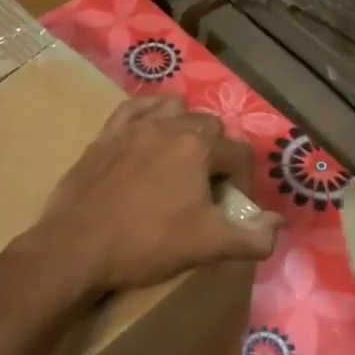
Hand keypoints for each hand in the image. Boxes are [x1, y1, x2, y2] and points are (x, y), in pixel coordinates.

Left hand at [28, 97, 281, 297]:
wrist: (78, 245)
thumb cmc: (147, 243)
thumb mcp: (209, 246)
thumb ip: (253, 237)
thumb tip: (276, 225)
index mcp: (198, 148)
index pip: (239, 152)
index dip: (245, 180)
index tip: (235, 207)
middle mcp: (169, 126)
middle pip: (209, 126)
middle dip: (218, 152)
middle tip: (209, 187)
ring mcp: (133, 127)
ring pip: (173, 109)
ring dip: (185, 127)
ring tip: (182, 158)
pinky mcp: (105, 135)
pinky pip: (134, 109)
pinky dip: (148, 114)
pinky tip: (148, 132)